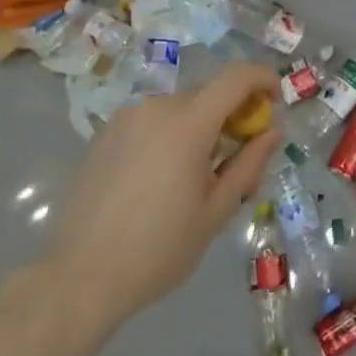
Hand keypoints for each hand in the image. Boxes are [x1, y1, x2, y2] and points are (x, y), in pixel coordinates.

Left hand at [31, 64, 282, 332]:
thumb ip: (248, 165)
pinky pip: (153, 120)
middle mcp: (156, 106)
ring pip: (180, 108)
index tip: (276, 101)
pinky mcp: (106, 133)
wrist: (79, 278)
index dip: (263, 78)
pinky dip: (171, 134)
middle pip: (209, 94)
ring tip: (198, 177)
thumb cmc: (157, 250)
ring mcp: (127, 117)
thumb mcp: (215, 212)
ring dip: (201, 127)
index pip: (236, 77)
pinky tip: (163, 180)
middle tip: (240, 158)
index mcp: (187, 123)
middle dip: (233, 114)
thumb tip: (273, 131)